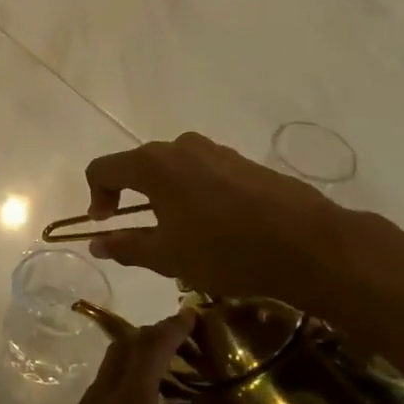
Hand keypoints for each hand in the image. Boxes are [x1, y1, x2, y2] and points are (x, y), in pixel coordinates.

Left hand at [0, 311, 269, 403]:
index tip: (189, 313)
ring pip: (106, 375)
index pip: (148, 353)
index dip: (169, 330)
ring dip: (132, 362)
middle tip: (180, 337)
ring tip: (163, 372)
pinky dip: (119, 386)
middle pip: (122, 353)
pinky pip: (96, 396)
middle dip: (149, 337)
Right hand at [82, 132, 402, 313]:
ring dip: (163, 196)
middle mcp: (179, 146)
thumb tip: (95, 243)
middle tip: (139, 232)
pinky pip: (202, 172)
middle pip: (137, 165)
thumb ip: (125, 246)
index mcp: (153, 164)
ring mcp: (215, 151)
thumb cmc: (224, 250)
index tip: (106, 225)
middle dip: (129, 197)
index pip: (103, 168)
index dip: (96, 196)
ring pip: (173, 169)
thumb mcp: (167, 256)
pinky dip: (193, 194)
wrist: (307, 243)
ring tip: (179, 232)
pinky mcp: (243, 162)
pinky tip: (214, 227)